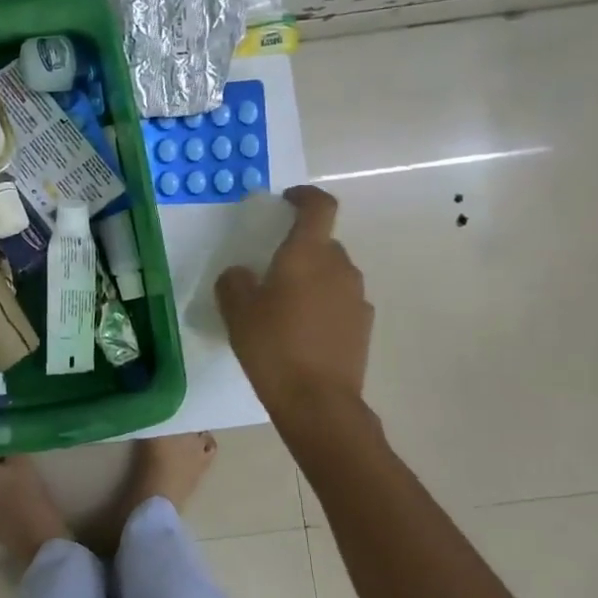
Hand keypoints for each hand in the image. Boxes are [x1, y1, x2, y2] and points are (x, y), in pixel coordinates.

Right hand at [215, 185, 372, 411]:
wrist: (318, 401)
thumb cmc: (273, 346)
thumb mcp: (237, 311)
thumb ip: (235, 281)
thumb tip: (242, 274)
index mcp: (308, 254)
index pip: (319, 206)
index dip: (304, 196)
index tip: (286, 200)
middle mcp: (339, 267)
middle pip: (322, 242)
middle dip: (299, 247)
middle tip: (271, 268)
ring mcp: (357, 297)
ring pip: (332, 273)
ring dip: (312, 278)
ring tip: (285, 305)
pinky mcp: (363, 325)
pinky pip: (340, 300)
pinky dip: (323, 304)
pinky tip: (302, 331)